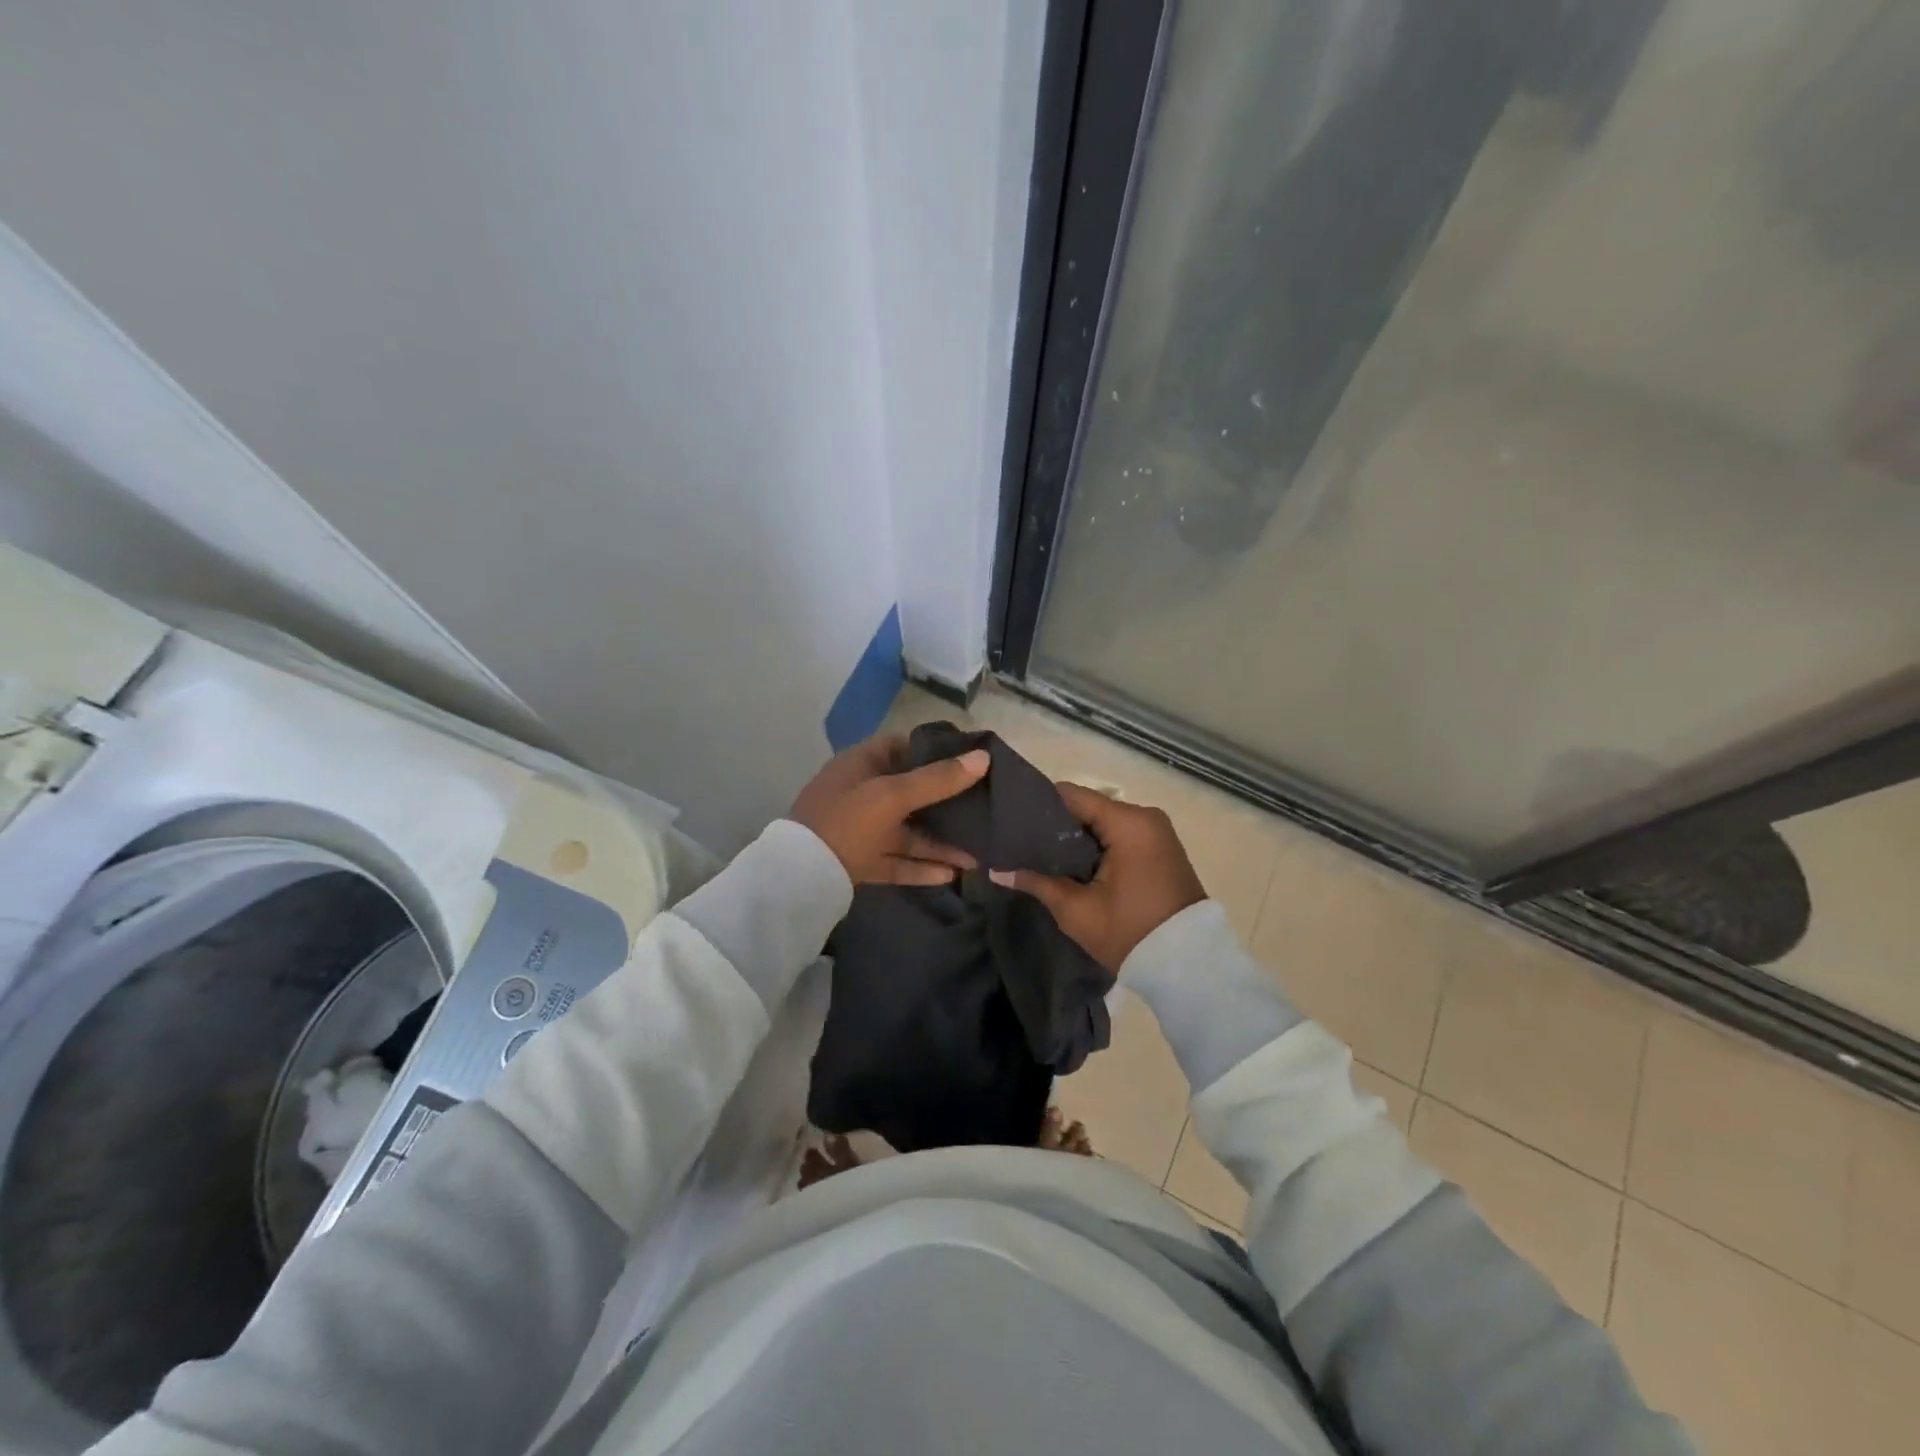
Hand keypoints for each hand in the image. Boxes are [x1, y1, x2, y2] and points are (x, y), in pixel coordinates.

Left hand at [788, 735, 988, 885]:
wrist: (799, 877)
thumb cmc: (847, 821)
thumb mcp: (892, 795)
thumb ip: (938, 779)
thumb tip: (983, 758)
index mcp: (861, 765)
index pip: (901, 747)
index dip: (934, 751)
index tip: (969, 760)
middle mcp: (861, 793)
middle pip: (910, 792)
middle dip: (945, 803)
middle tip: (982, 807)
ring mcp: (859, 829)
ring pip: (906, 832)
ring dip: (939, 843)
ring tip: (977, 855)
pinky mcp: (860, 861)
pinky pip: (897, 860)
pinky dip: (921, 866)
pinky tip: (952, 874)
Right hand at [990, 783, 1204, 972]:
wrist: (1188, 965)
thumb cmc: (1130, 932)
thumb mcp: (1077, 910)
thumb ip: (1037, 882)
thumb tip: (997, 871)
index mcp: (1128, 822)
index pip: (1072, 795)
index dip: (1039, 805)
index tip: (1011, 820)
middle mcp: (1145, 816)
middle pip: (1087, 807)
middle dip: (1054, 824)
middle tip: (1019, 841)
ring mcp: (1156, 831)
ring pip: (1102, 822)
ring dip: (1075, 837)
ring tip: (1039, 853)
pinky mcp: (1159, 848)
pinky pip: (1119, 835)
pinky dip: (1096, 845)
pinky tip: (1071, 863)